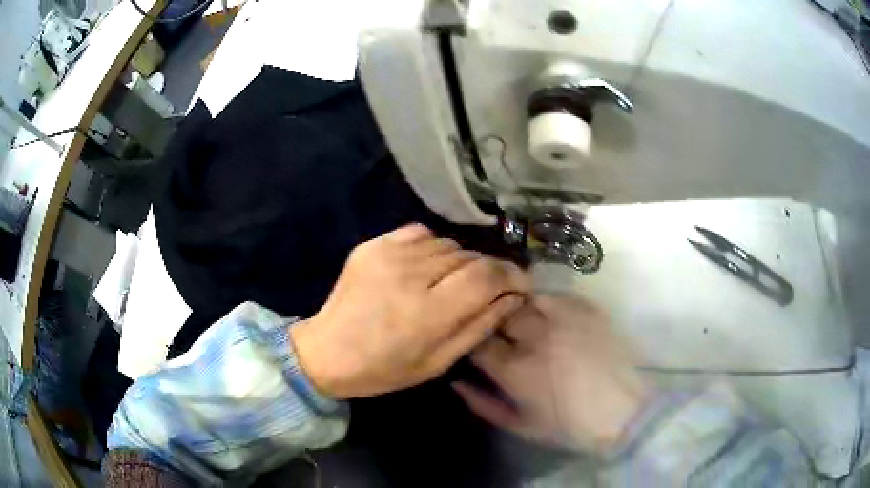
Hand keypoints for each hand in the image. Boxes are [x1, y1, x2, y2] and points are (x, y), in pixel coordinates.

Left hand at [290, 224, 530, 398]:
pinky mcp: (373, 244)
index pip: (487, 276)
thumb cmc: (384, 368)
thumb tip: (513, 298)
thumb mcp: (439, 362)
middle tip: (484, 292)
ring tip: (448, 284)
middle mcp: (411, 274)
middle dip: (487, 272)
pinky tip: (425, 269)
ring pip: (448, 245)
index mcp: (428, 312)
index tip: (521, 284)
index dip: (512, 276)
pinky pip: (421, 233)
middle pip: (470, 256)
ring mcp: (388, 253)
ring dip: (459, 263)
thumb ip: (479, 326)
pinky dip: (433, 248)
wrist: (326, 351)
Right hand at [453, 295, 649, 453]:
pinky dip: (544, 301)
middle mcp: (534, 337)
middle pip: (499, 312)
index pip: (478, 341)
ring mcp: (563, 318)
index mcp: (514, 369)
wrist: (624, 411)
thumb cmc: (569, 426)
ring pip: (524, 297)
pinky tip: (547, 312)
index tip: (474, 343)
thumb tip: (457, 382)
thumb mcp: (520, 426)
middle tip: (496, 328)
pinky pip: (555, 294)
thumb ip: (483, 404)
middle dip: (492, 318)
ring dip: (516, 305)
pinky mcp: (586, 310)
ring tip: (519, 316)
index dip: (471, 339)